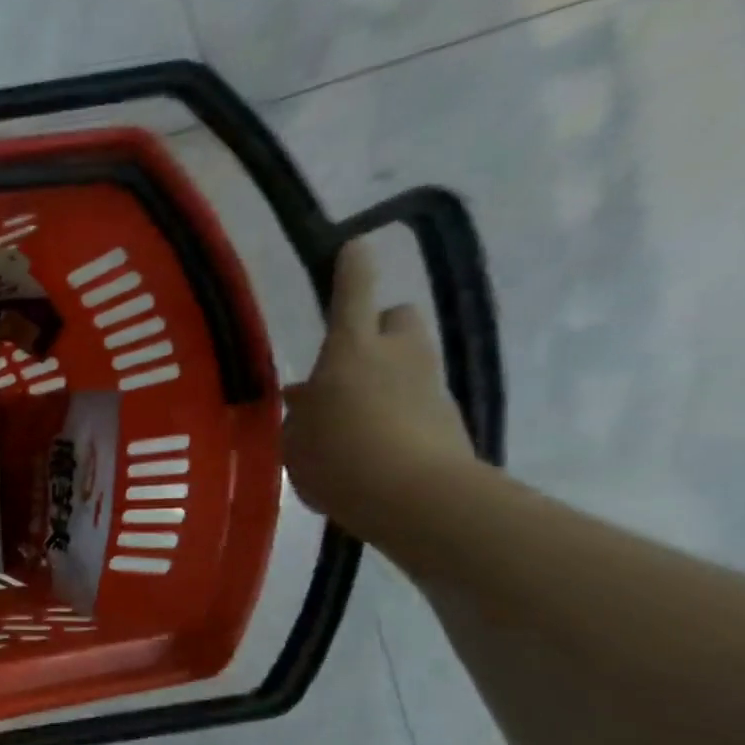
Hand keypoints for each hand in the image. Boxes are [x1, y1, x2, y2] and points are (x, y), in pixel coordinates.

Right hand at [282, 242, 482, 548]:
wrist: (415, 499)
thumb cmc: (337, 460)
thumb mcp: (295, 440)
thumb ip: (301, 415)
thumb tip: (308, 401)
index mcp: (349, 353)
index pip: (353, 295)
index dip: (352, 269)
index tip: (355, 246)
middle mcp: (396, 356)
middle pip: (398, 317)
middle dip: (378, 326)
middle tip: (351, 355)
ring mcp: (428, 385)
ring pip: (410, 357)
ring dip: (387, 370)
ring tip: (356, 408)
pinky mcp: (448, 417)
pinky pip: (418, 397)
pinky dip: (398, 408)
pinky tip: (375, 442)